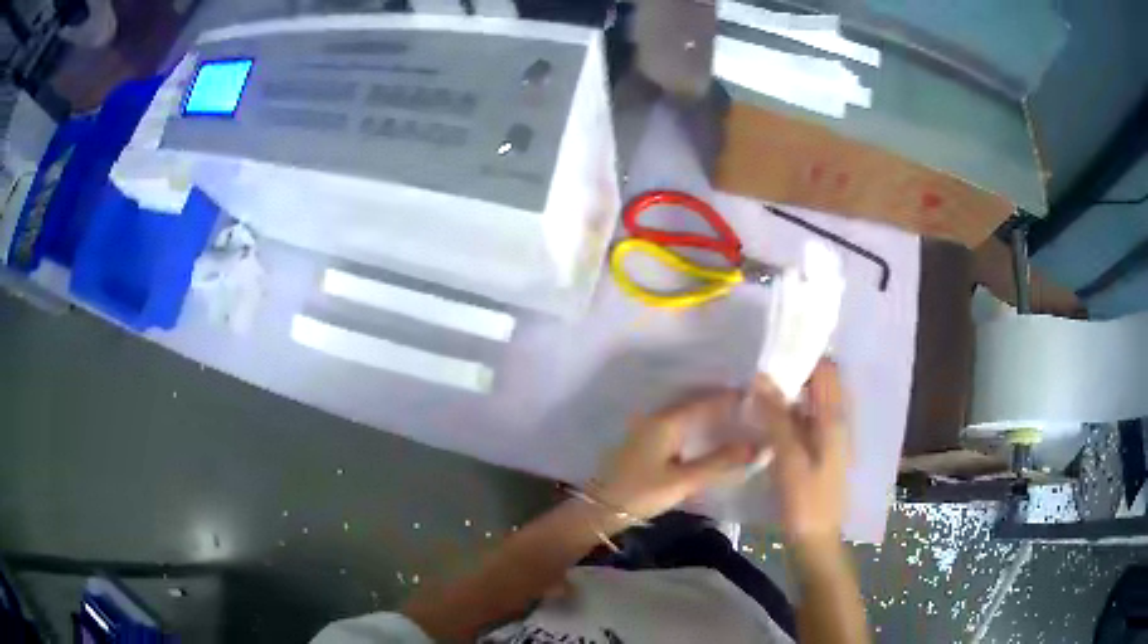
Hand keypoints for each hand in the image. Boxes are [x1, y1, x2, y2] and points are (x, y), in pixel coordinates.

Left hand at [594, 390, 760, 521]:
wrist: (599, 510)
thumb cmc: (641, 493)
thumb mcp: (683, 481)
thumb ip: (720, 462)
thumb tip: (758, 446)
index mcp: (667, 420)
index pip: (707, 401)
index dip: (733, 398)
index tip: (759, 399)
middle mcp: (657, 417)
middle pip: (697, 403)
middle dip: (723, 405)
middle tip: (753, 409)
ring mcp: (648, 429)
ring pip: (687, 415)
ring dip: (709, 415)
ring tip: (738, 421)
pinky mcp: (645, 443)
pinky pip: (678, 426)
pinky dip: (697, 427)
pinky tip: (710, 437)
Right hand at [749, 359, 849, 548]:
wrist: (816, 541)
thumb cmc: (805, 501)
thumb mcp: (789, 459)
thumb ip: (777, 417)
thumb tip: (761, 377)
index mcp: (835, 420)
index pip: (827, 371)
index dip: (804, 357)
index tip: (773, 353)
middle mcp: (837, 422)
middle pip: (822, 383)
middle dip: (795, 372)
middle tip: (760, 372)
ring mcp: (831, 437)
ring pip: (814, 401)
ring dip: (791, 392)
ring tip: (759, 390)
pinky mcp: (821, 451)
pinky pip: (808, 420)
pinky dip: (791, 412)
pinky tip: (767, 419)